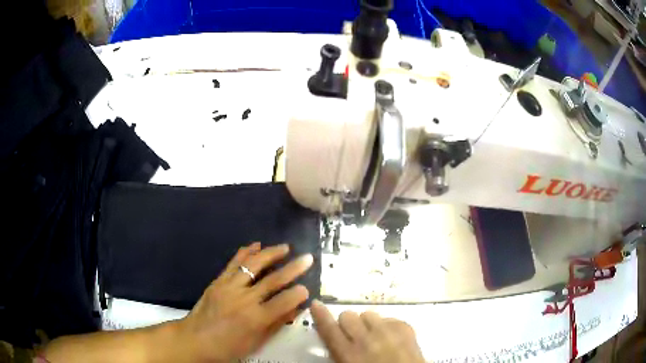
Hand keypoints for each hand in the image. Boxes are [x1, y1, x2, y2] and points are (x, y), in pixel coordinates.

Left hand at [176, 242, 313, 361]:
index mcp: (255, 319)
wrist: (195, 340)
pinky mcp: (218, 281)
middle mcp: (244, 299)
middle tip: (308, 258)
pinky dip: (246, 252)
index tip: (307, 288)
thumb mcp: (256, 342)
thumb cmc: (228, 348)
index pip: (284, 301)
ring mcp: (229, 287)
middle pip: (273, 280)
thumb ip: (276, 324)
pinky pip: (234, 263)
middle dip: (293, 268)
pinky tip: (256, 245)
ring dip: (271, 254)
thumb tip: (295, 309)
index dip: (298, 294)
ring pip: (253, 265)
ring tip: (285, 247)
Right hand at [311, 301, 425, 362]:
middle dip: (347, 324)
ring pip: (368, 314)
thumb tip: (334, 339)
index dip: (320, 315)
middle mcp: (367, 339)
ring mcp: (389, 331)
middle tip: (353, 336)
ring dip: (367, 323)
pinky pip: (389, 318)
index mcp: (349, 354)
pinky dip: (386, 326)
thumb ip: (339, 353)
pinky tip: (389, 338)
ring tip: (373, 337)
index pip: (329, 329)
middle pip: (348, 315)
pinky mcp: (406, 328)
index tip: (316, 304)